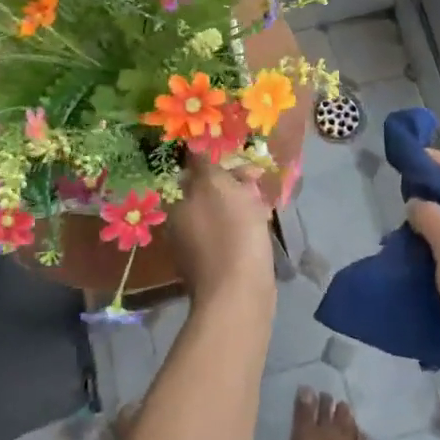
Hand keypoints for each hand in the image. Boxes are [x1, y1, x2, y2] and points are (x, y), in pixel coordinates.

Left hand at [165, 159, 275, 311]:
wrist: (240, 294)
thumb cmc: (230, 232)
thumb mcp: (216, 185)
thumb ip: (203, 163)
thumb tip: (191, 145)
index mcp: (176, 204)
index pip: (192, 172)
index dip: (217, 163)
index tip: (240, 162)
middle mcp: (180, 224)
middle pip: (208, 192)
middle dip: (233, 184)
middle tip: (257, 182)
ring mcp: (196, 248)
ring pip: (221, 213)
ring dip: (241, 204)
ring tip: (263, 204)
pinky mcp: (216, 265)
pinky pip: (230, 234)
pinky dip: (244, 227)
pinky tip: (261, 227)